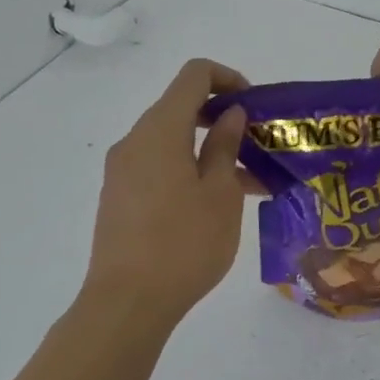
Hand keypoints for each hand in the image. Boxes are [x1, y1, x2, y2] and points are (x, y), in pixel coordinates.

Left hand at [85, 58, 261, 320]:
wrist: (127, 304)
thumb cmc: (184, 244)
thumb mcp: (220, 193)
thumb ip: (226, 146)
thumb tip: (229, 114)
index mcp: (160, 130)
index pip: (194, 76)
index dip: (228, 78)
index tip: (255, 106)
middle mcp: (135, 141)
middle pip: (181, 106)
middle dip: (223, 117)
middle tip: (258, 143)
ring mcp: (123, 170)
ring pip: (172, 141)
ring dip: (210, 149)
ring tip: (252, 182)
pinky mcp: (120, 197)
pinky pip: (159, 166)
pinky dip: (190, 169)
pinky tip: (219, 203)